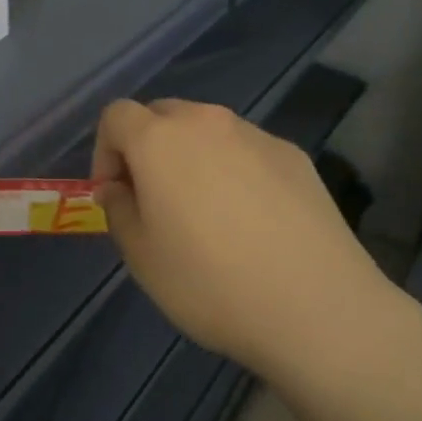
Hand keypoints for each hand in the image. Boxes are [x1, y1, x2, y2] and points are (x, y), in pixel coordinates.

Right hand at [92, 100, 389, 377]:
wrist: (316, 305)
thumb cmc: (210, 283)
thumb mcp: (142, 258)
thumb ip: (119, 210)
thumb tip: (118, 187)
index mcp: (160, 140)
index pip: (117, 115)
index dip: (105, 150)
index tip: (116, 194)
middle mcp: (207, 122)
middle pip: (163, 114)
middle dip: (147, 148)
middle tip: (155, 200)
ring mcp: (256, 135)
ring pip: (208, 130)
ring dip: (192, 157)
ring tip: (207, 213)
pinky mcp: (294, 155)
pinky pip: (247, 150)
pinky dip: (235, 170)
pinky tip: (252, 220)